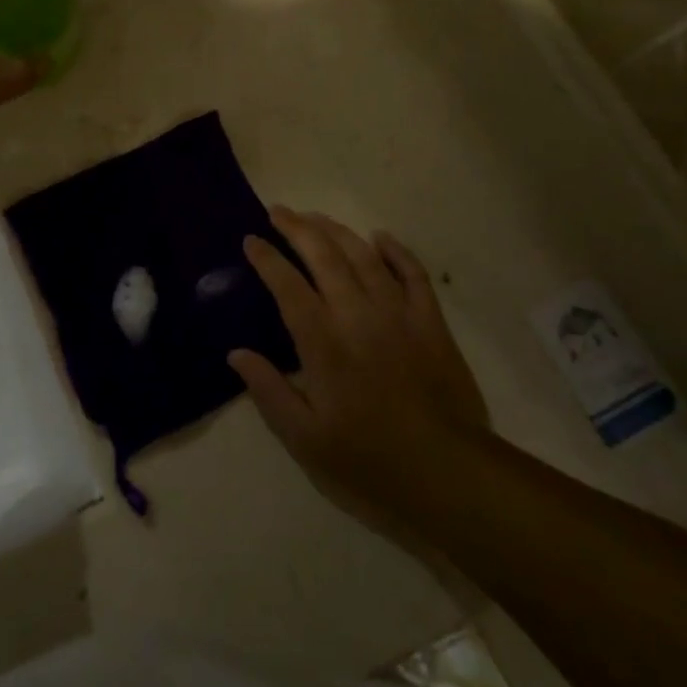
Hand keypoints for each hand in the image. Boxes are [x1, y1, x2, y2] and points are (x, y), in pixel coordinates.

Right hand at [231, 209, 488, 547]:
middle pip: (323, 256)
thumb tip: (236, 354)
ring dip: (336, 230)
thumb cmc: (369, 461)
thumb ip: (269, 391)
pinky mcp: (431, 323)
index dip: (266, 258)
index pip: (287, 285)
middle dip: (297, 228)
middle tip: (278, 211)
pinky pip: (413, 273)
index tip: (251, 240)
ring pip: (363, 255)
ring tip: (315, 216)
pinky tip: (379, 237)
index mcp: (323, 342)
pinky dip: (395, 251)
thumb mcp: (305, 439)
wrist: (449, 475)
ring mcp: (398, 314)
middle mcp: (357, 315)